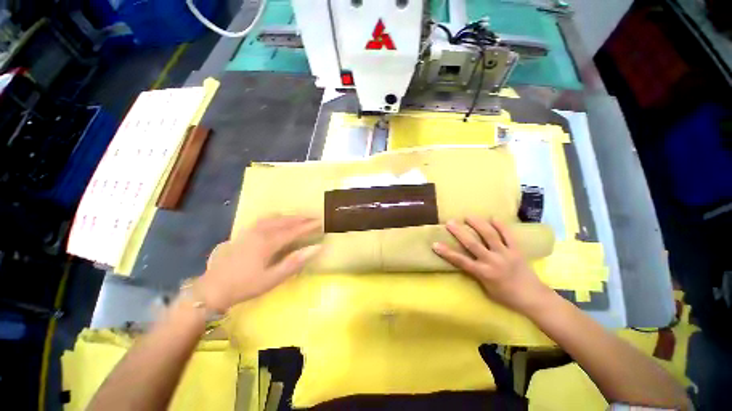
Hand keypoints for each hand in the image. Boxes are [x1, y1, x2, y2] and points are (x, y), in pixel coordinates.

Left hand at [195, 216, 321, 311]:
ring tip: (301, 218)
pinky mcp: (244, 233)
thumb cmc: (246, 285)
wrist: (213, 288)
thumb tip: (316, 248)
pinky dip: (277, 217)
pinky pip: (265, 219)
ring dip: (290, 217)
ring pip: (275, 218)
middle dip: (301, 219)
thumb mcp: (273, 278)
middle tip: (315, 218)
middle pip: (285, 221)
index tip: (321, 222)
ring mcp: (250, 231)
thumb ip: (295, 262)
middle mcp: (260, 232)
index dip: (308, 226)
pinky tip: (279, 219)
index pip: (294, 231)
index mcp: (268, 242)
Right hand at [432, 217, 553, 314]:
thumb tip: (465, 262)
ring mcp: (506, 254)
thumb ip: (476, 274)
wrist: (533, 298)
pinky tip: (493, 218)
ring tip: (469, 216)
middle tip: (450, 222)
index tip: (435, 244)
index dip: (447, 252)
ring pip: (490, 236)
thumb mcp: (486, 289)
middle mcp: (493, 261)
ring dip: (478, 224)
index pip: (461, 261)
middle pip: (473, 244)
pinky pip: (509, 235)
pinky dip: (501, 226)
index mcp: (483, 273)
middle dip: (459, 232)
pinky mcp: (517, 250)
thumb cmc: (506, 296)